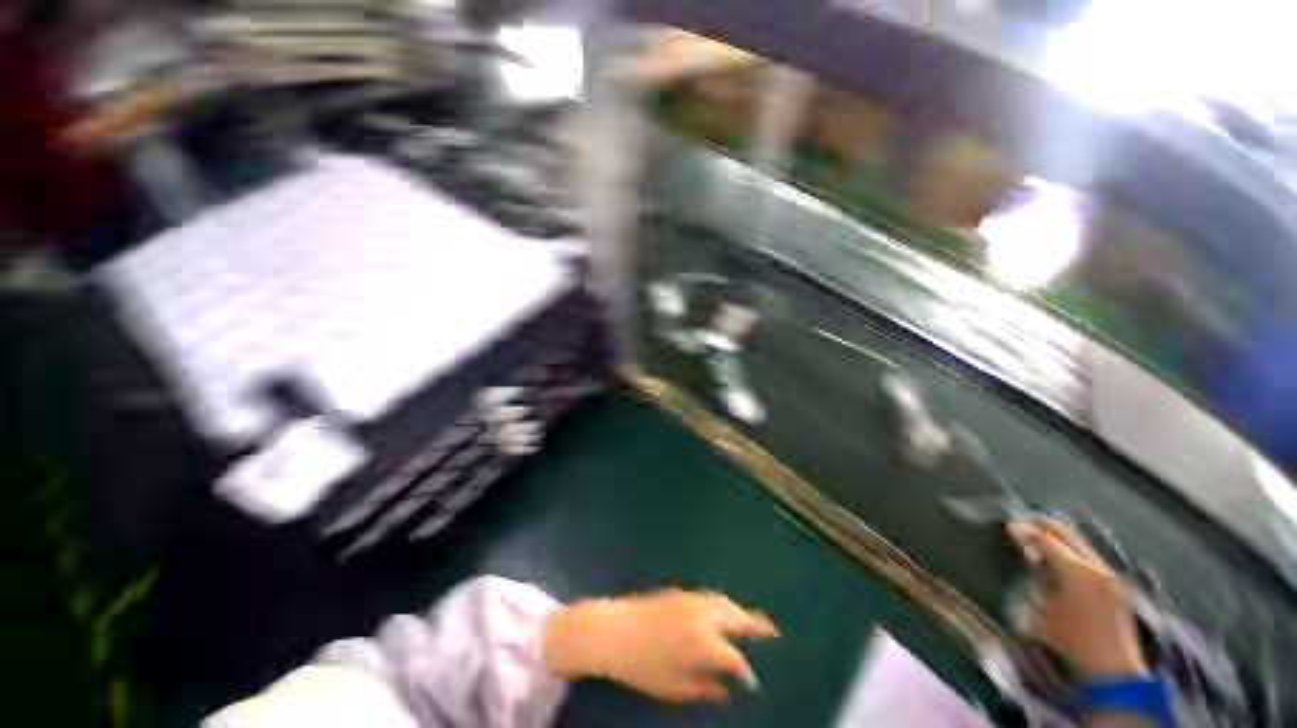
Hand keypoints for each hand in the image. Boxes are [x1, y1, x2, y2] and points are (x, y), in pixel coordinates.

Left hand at [543, 588, 779, 702]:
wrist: (614, 630)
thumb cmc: (642, 665)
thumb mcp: (673, 687)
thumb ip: (704, 689)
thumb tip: (726, 692)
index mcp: (704, 642)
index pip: (735, 658)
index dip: (745, 671)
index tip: (752, 682)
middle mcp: (703, 616)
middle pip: (736, 618)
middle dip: (756, 625)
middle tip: (773, 631)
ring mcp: (692, 600)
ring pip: (724, 602)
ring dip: (740, 610)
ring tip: (752, 620)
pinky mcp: (680, 592)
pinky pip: (710, 596)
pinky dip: (723, 603)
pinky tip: (723, 611)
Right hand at [1008, 522, 1146, 679]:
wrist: (1113, 670)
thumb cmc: (1072, 643)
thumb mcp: (1042, 614)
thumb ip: (1036, 583)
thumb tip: (1032, 564)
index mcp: (1076, 572)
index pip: (1047, 541)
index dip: (1027, 532)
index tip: (1010, 527)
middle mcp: (1097, 567)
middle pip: (1069, 536)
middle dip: (1045, 529)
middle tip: (1026, 529)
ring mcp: (1111, 576)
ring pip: (1083, 546)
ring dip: (1061, 543)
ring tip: (1043, 548)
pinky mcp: (1119, 588)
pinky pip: (1093, 560)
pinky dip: (1075, 556)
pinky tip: (1065, 567)